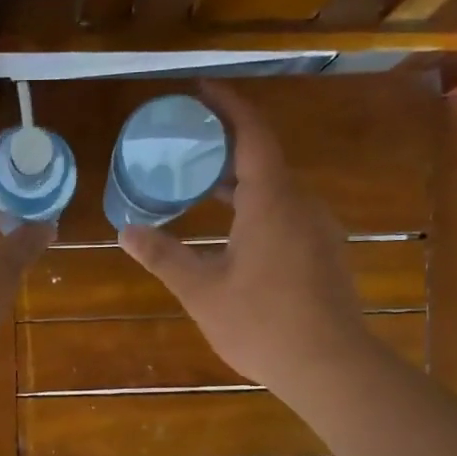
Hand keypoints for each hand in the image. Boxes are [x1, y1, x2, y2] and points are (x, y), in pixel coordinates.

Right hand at [119, 82, 364, 398]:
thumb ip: (164, 256)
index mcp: (271, 201)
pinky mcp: (325, 254)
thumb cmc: (262, 323)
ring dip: (242, 182)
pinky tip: (236, 234)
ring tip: (204, 189)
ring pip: (277, 190)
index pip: (252, 135)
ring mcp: (319, 230)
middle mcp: (301, 205)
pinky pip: (288, 214)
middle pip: (265, 159)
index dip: (228, 106)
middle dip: (227, 147)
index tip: (202, 90)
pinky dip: (258, 208)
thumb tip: (126, 232)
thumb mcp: (202, 291)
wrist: (330, 366)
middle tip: (188, 146)